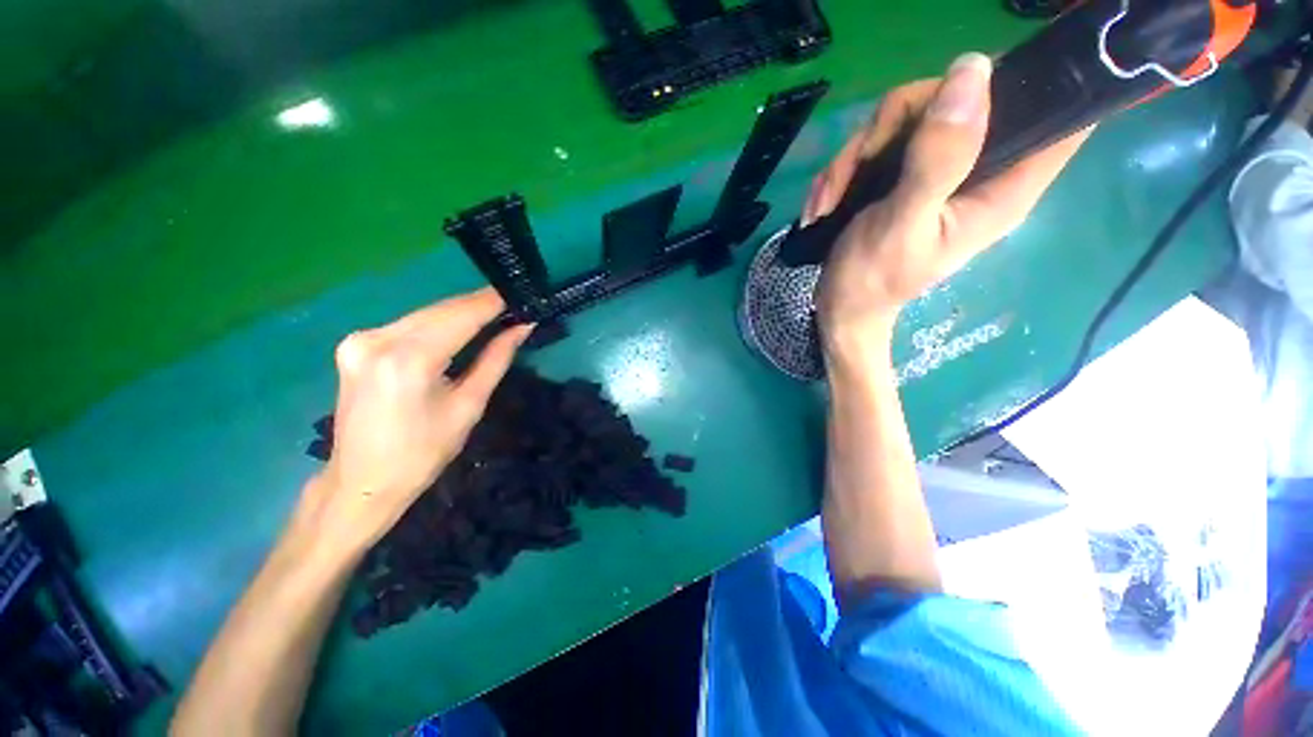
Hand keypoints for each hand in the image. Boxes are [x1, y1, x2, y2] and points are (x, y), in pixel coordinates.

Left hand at [295, 288, 532, 556]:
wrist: (363, 481)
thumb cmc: (424, 452)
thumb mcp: (469, 405)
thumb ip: (496, 359)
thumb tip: (522, 328)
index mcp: (409, 360)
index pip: (461, 316)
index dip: (492, 302)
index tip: (519, 294)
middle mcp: (378, 340)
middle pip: (441, 310)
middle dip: (478, 305)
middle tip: (512, 305)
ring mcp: (360, 340)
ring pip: (424, 314)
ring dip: (459, 313)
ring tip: (492, 315)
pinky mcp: (354, 345)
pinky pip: (407, 324)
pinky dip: (437, 323)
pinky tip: (457, 329)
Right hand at [806, 53, 1089, 358]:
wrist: (839, 306)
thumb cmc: (873, 280)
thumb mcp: (903, 223)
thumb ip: (939, 157)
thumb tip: (972, 71)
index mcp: (1003, 187)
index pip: (1058, 116)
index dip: (1041, 80)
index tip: (987, 76)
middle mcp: (977, 168)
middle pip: (959, 97)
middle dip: (896, 123)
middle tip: (861, 164)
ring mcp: (936, 169)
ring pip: (908, 116)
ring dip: (855, 156)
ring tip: (828, 201)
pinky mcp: (904, 174)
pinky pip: (878, 142)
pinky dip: (844, 170)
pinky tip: (826, 202)